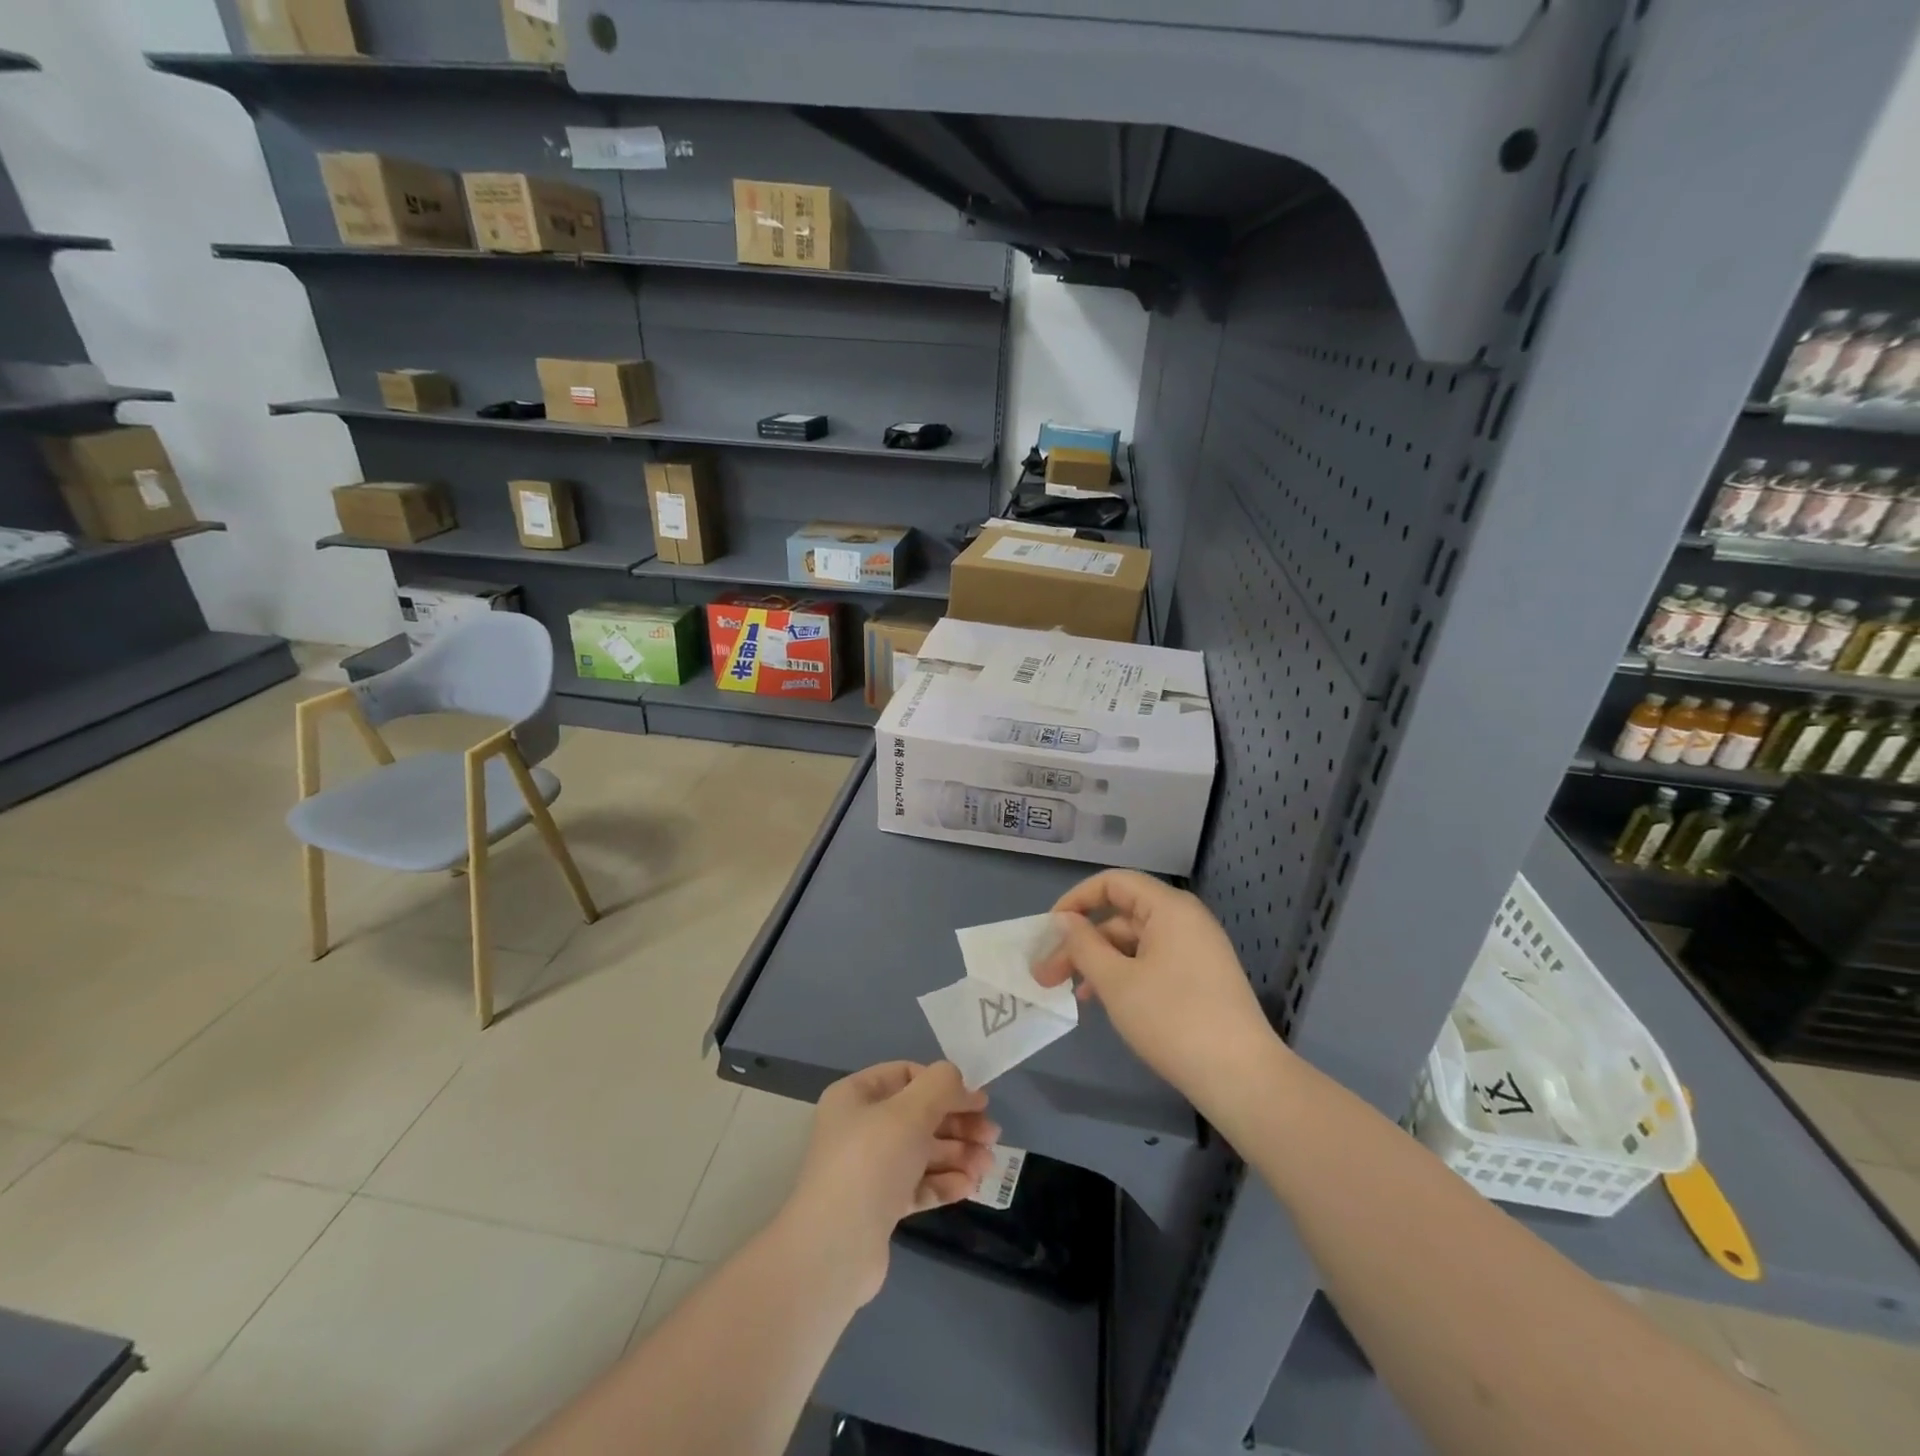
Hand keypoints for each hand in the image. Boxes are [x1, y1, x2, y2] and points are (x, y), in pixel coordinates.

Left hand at [779, 1061, 998, 1305]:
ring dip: (957, 1154)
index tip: (978, 1101)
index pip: (906, 1075)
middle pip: (918, 1115)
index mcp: (856, 1097)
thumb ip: (940, 1086)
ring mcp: (868, 1169)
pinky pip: (916, 1185)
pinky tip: (969, 1186)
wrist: (835, 1250)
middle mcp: (859, 1128)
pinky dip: (943, 1182)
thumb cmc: (871, 1163)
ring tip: (988, 1166)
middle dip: (957, 1123)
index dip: (944, 1085)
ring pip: (921, 1152)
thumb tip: (957, 1080)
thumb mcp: (910, 1112)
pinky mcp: (878, 1207)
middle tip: (993, 1136)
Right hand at [1033, 870, 1282, 1113]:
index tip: (1048, 931)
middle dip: (1081, 942)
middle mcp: (1185, 920)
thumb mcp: (1116, 981)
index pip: (1113, 883)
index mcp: (1169, 908)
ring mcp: (1196, 950)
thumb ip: (1083, 945)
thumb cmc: (1172, 1020)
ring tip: (1072, 994)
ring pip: (1134, 943)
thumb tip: (1065, 920)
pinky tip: (1104, 1002)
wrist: (1242, 1078)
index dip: (1076, 900)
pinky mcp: (1201, 978)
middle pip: (1121, 916)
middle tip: (1046, 975)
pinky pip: (1152, 962)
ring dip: (1099, 962)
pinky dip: (1124, 974)